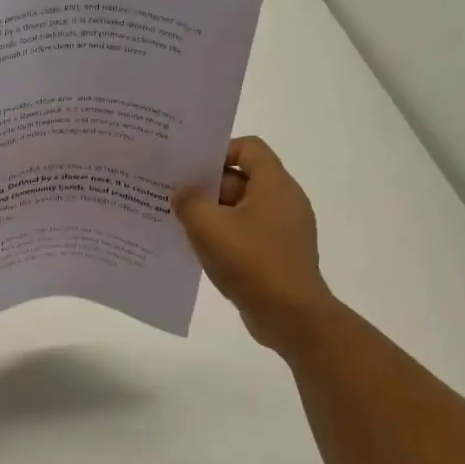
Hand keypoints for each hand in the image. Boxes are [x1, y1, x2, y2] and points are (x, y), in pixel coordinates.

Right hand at [173, 137, 330, 349]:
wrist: (291, 316)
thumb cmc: (251, 261)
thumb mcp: (208, 226)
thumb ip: (189, 202)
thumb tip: (182, 193)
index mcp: (274, 184)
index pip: (248, 147)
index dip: (218, 151)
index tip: (190, 169)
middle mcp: (284, 201)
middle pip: (242, 178)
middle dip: (207, 186)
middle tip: (173, 195)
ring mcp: (283, 230)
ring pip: (241, 209)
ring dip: (212, 214)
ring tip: (178, 224)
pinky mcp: (278, 254)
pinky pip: (247, 234)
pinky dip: (224, 236)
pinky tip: (198, 250)